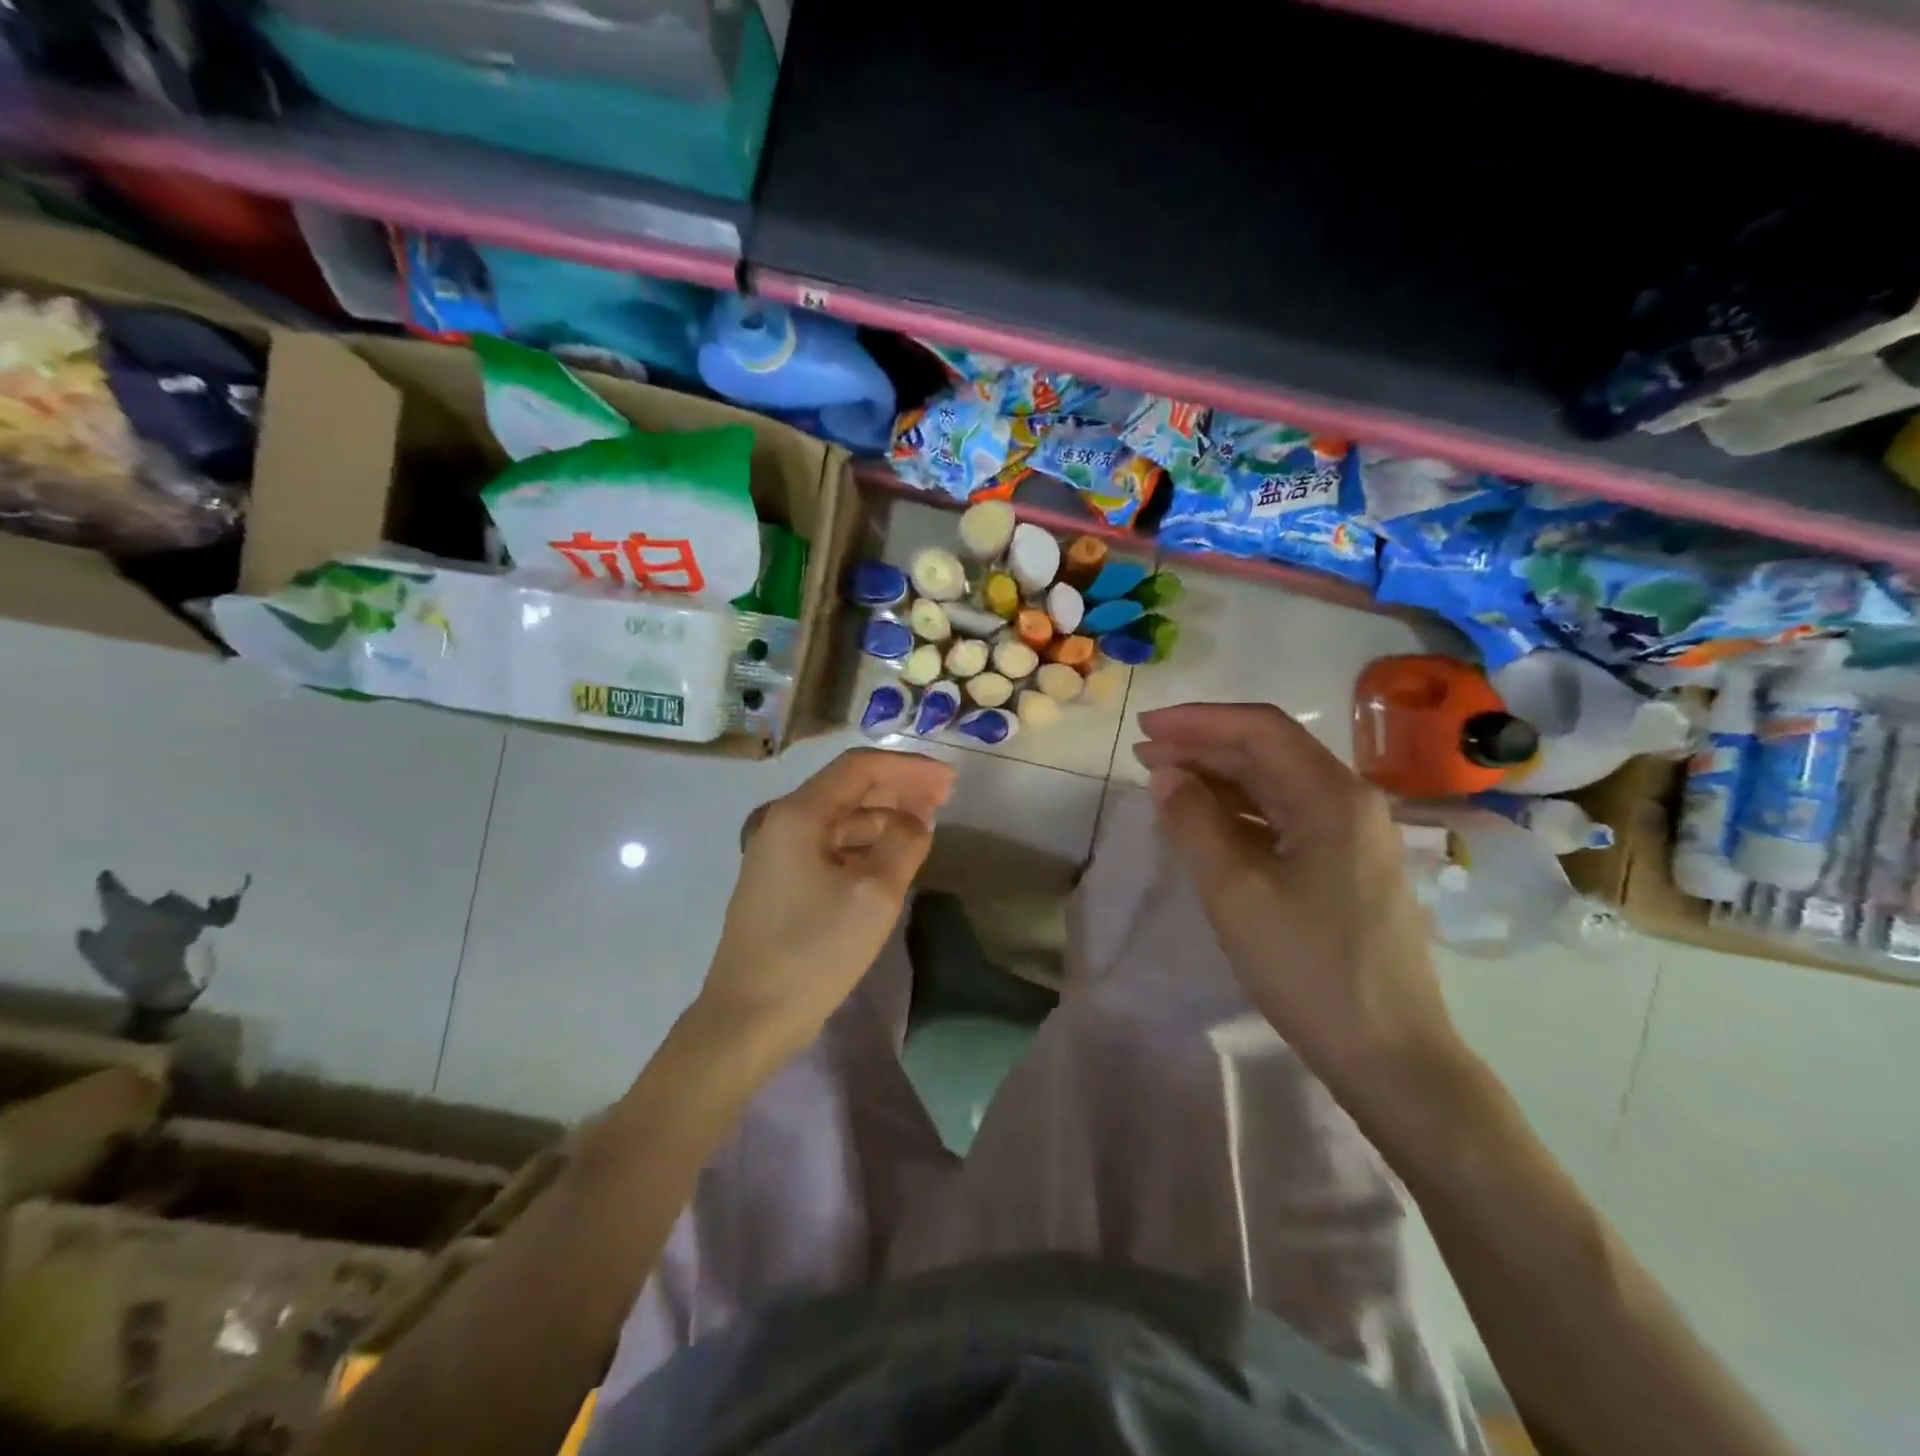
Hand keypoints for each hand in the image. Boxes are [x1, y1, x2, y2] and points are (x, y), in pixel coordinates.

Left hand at [697, 748, 955, 1055]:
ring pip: (841, 817)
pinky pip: (830, 845)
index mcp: (799, 814)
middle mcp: (783, 822)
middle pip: (849, 788)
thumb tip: (915, 820)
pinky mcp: (781, 881)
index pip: (860, 767)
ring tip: (925, 823)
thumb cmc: (814, 951)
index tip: (950, 779)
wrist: (749, 1017)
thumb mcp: (874, 894)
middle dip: (899, 787)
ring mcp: (778, 853)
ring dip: (884, 814)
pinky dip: (864, 842)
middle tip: (945, 796)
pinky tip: (890, 854)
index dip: (909, 767)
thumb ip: (904, 842)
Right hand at [1133, 702, 1462, 1084]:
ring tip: (1163, 782)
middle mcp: (1350, 802)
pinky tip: (1205, 822)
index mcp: (1333, 797)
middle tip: (1143, 755)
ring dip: (1218, 778)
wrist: (1390, 1057)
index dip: (1197, 721)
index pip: (1260, 730)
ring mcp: (1352, 836)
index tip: (1144, 727)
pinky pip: (1284, 819)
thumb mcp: (1235, 893)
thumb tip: (1164, 774)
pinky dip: (1238, 812)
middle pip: (1269, 752)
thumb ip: (1193, 823)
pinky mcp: (1345, 867)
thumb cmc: (1309, 968)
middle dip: (1203, 747)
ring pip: (1275, 785)